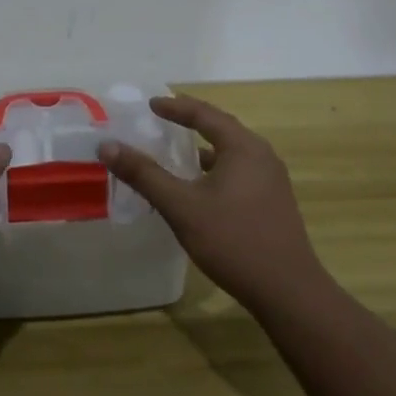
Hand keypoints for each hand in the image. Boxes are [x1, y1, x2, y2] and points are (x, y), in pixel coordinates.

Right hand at [98, 94, 327, 316]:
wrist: (288, 291)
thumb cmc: (233, 241)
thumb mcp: (181, 206)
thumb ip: (144, 175)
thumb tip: (107, 145)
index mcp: (243, 147)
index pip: (205, 114)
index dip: (175, 107)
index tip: (151, 104)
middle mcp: (262, 155)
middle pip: (222, 128)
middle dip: (191, 123)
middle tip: (163, 119)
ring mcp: (272, 180)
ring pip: (232, 153)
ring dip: (204, 148)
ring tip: (177, 152)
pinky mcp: (274, 202)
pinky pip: (239, 172)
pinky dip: (215, 169)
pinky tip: (199, 188)